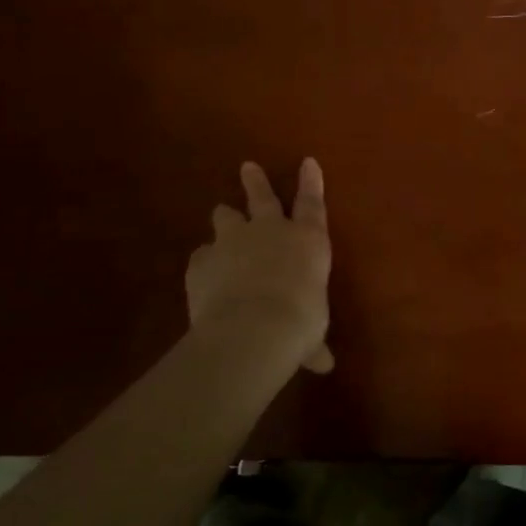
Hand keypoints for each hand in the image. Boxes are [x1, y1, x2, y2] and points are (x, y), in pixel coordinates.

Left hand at [186, 159, 334, 376]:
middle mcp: (271, 231)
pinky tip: (204, 271)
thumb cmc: (300, 322)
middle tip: (247, 167)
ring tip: (223, 219)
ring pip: (226, 217)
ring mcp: (233, 241)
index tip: (308, 160)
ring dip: (225, 219)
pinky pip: (202, 254)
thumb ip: (314, 344)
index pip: (313, 202)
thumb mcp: (312, 334)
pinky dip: (205, 261)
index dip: (311, 181)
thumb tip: (323, 365)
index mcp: (308, 240)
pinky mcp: (202, 260)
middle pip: (262, 197)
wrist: (253, 328)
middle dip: (255, 182)